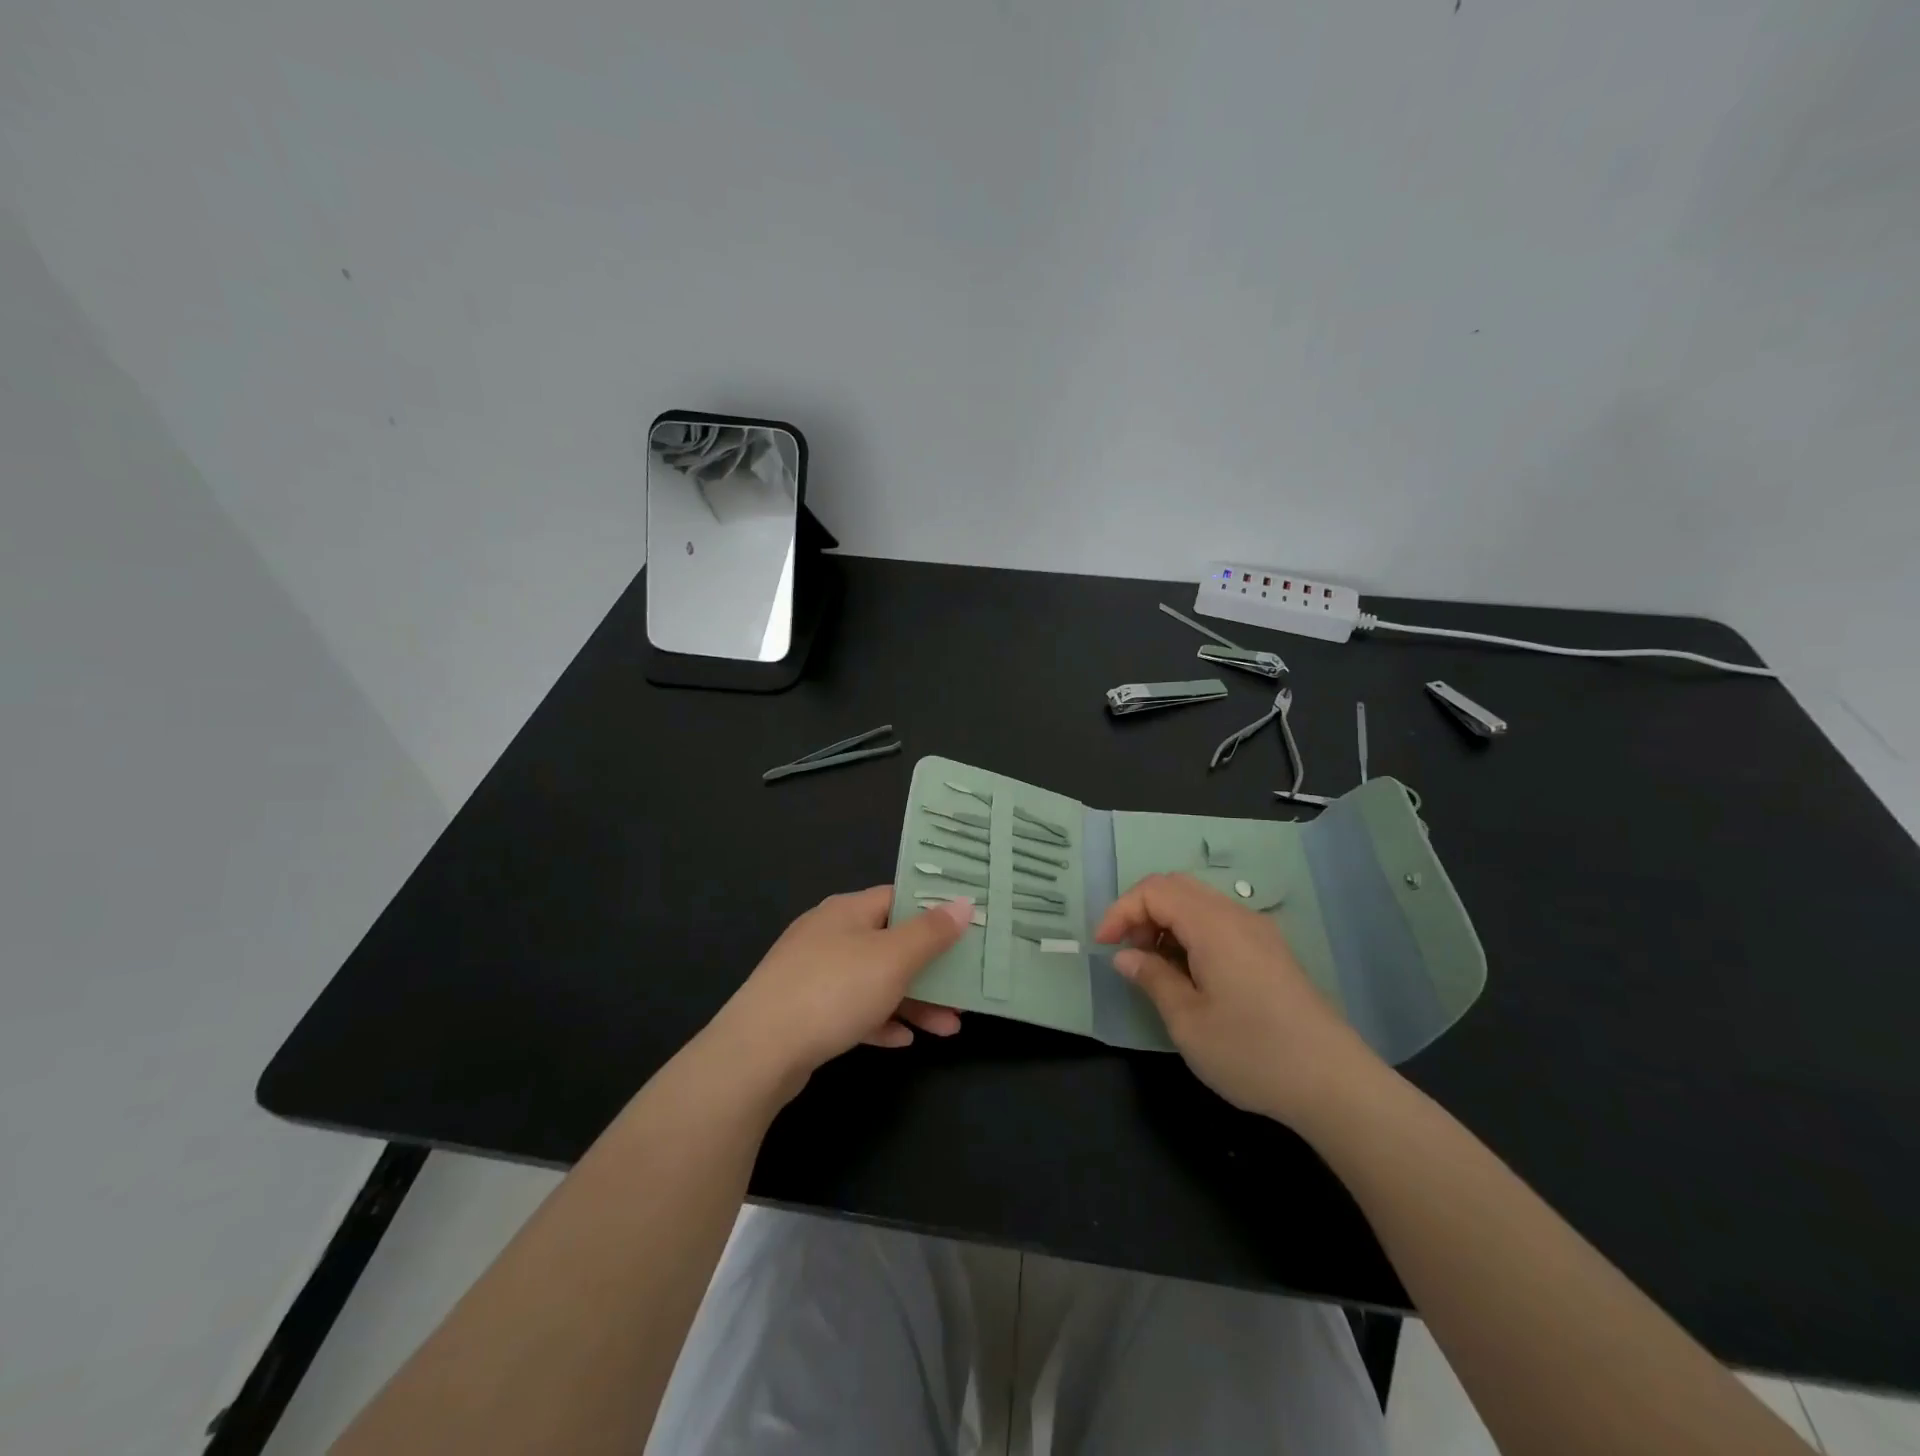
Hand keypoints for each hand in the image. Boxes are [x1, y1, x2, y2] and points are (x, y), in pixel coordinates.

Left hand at [709, 887, 971, 1099]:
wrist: (758, 1052)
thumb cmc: (833, 991)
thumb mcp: (893, 958)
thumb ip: (931, 932)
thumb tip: (963, 902)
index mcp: (847, 911)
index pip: (899, 897)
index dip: (934, 911)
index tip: (967, 929)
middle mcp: (828, 934)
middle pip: (890, 943)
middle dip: (930, 969)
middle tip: (964, 991)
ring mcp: (812, 973)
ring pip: (874, 981)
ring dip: (913, 1001)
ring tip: (949, 1028)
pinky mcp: (803, 1011)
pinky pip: (851, 1010)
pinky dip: (879, 1021)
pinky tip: (902, 1041)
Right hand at [1095, 873, 1383, 1125]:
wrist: (1335, 1085)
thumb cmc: (1252, 1052)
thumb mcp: (1188, 1021)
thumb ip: (1152, 979)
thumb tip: (1126, 956)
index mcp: (1213, 925)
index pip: (1155, 890)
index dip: (1121, 910)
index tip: (1103, 947)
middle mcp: (1237, 916)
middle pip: (1177, 887)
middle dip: (1141, 911)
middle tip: (1126, 951)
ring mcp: (1259, 932)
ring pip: (1199, 902)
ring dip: (1166, 922)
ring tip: (1153, 966)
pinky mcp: (1271, 951)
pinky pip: (1220, 922)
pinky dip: (1191, 933)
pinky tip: (1189, 973)